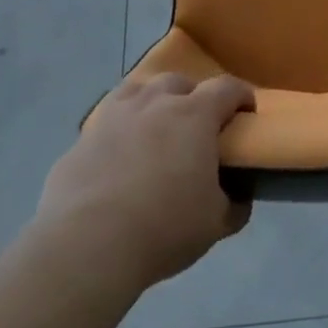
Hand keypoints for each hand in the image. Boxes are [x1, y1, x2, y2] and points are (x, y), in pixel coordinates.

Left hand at [35, 72, 255, 290]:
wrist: (86, 246)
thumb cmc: (164, 228)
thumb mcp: (215, 223)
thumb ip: (233, 205)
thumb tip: (239, 199)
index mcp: (195, 115)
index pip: (227, 88)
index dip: (241, 96)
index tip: (247, 113)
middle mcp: (155, 104)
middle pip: (179, 81)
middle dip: (192, 96)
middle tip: (196, 126)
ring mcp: (114, 117)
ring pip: (138, 91)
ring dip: (152, 103)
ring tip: (154, 130)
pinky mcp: (81, 139)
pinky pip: (106, 122)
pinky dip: (118, 130)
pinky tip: (118, 156)